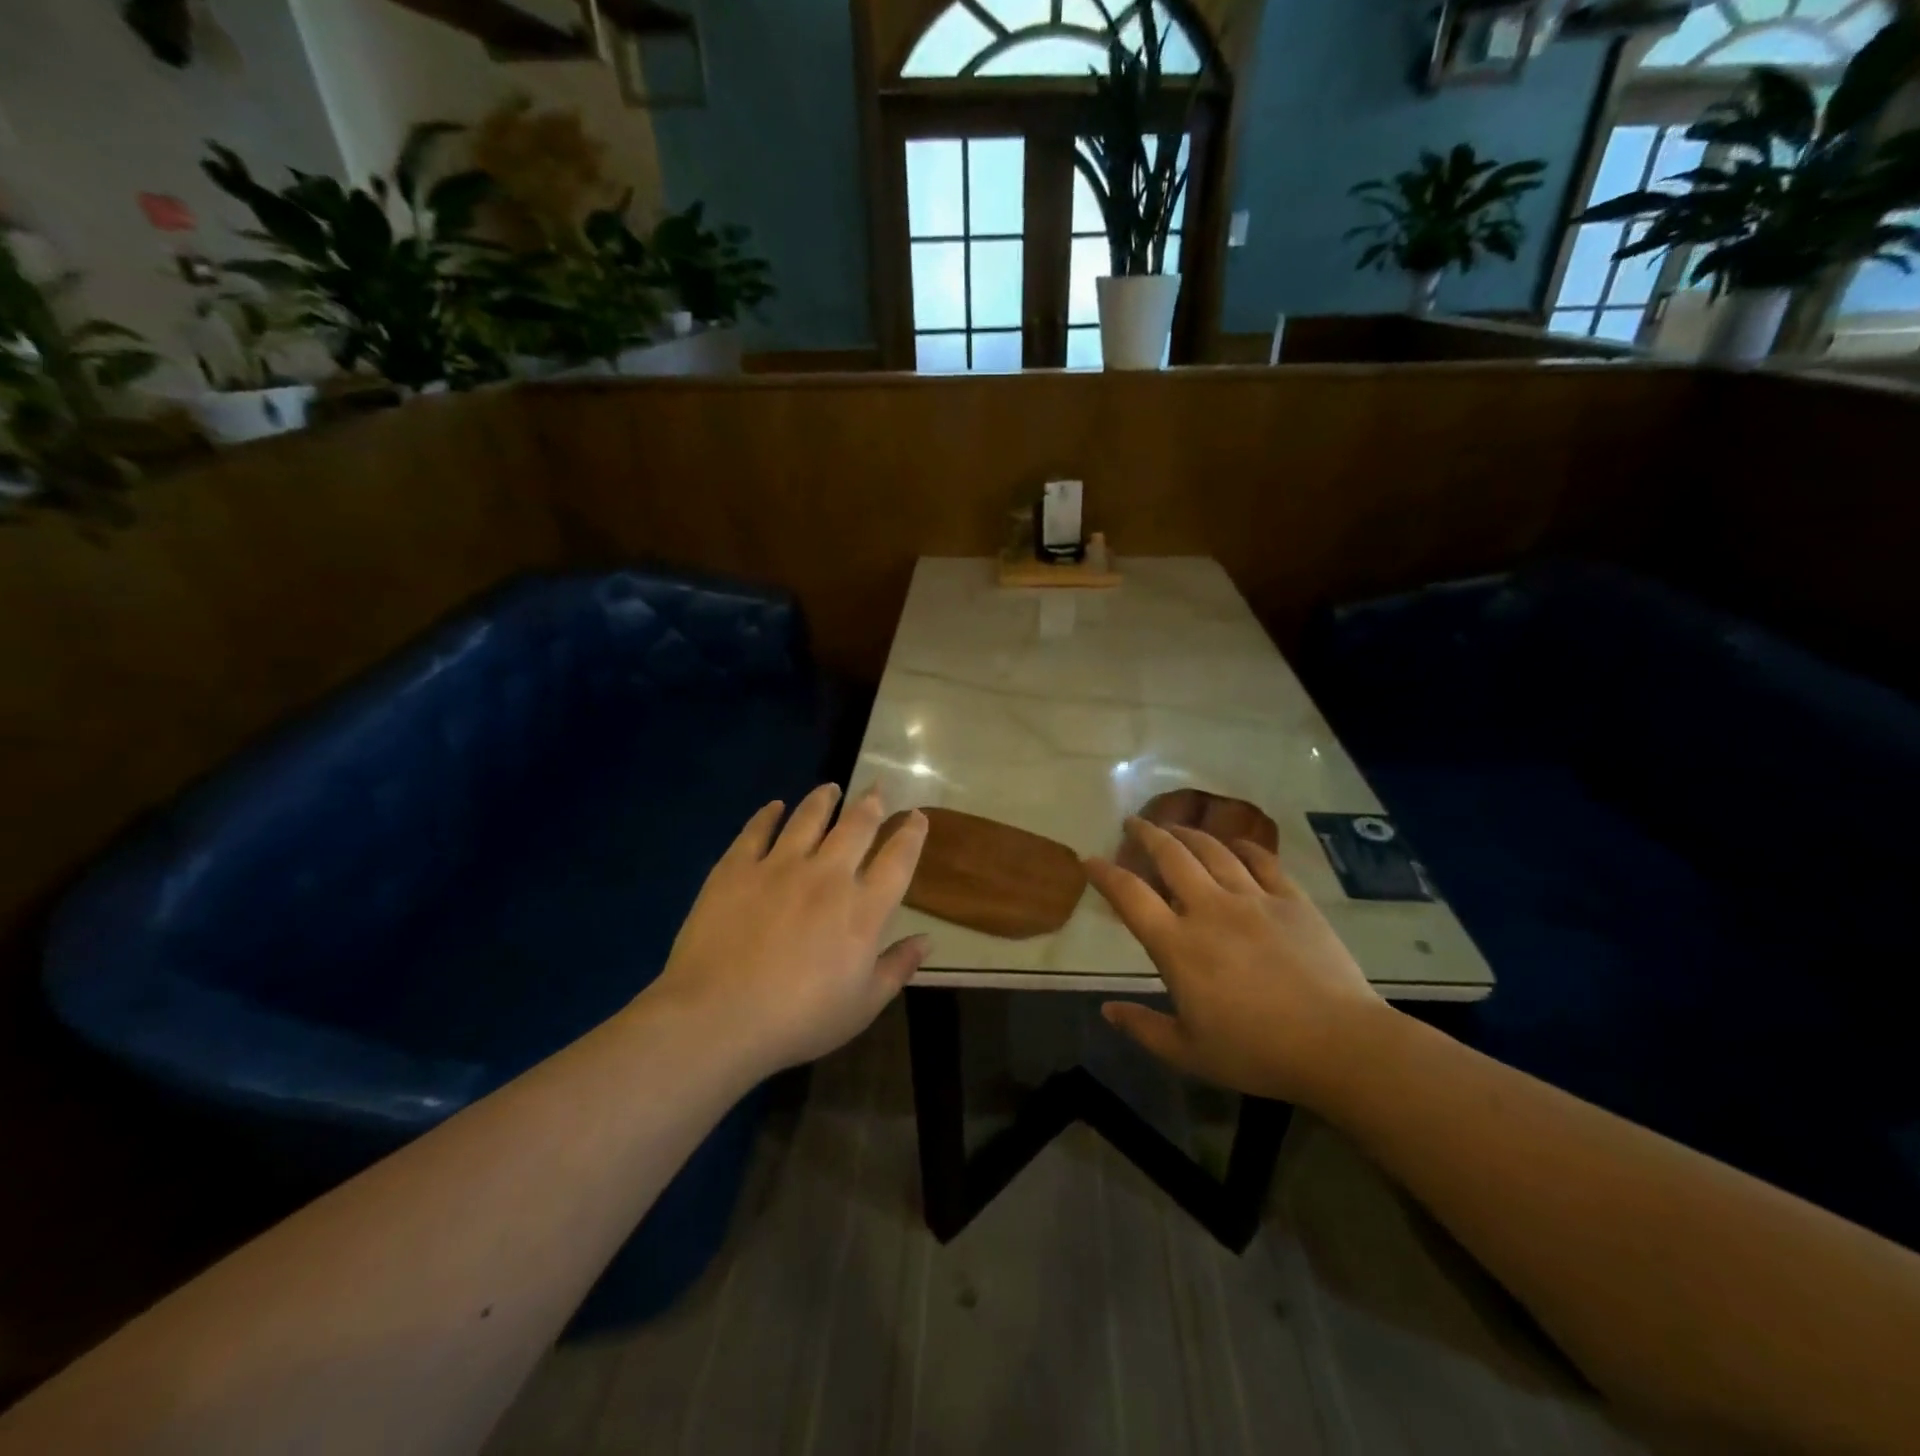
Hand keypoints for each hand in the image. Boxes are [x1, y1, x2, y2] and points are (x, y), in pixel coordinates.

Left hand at [648, 785, 929, 1073]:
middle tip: (876, 788)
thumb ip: (897, 969)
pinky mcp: (737, 868)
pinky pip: (756, 830)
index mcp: (862, 909)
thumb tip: (927, 941)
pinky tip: (774, 807)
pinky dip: (768, 815)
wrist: (718, 1016)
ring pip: (808, 818)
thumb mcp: (861, 1006)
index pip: (897, 860)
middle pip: (856, 826)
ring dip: (823, 800)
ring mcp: (779, 866)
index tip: (916, 816)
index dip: (911, 834)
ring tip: (830, 788)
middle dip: (871, 803)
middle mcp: (827, 875)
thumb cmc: (799, 1020)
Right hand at [1087, 819, 1388, 1105]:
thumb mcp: (1189, 1053)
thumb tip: (1106, 1010)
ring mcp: (1253, 899)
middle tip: (1133, 823)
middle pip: (1170, 856)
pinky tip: (1233, 842)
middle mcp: (1209, 909)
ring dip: (1188, 833)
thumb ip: (1143, 1028)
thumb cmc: (1257, 1053)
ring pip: (1212, 851)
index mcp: (1178, 945)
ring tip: (1174, 827)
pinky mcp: (1291, 899)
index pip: (1130, 896)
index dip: (1105, 874)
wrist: (1339, 1045)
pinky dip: (1241, 846)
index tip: (1090, 860)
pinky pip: (1260, 860)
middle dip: (1146, 834)